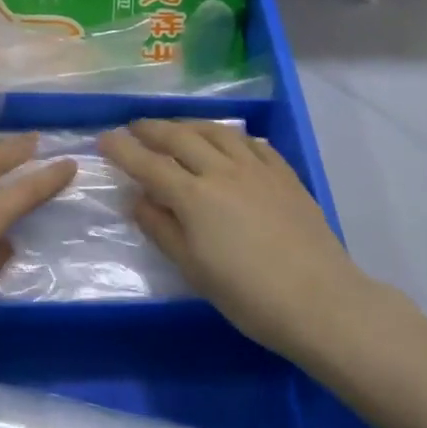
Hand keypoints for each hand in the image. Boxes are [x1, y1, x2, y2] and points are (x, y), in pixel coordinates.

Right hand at [100, 119, 375, 364]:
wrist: (322, 302)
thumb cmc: (250, 297)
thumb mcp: (194, 271)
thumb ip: (162, 230)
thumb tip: (137, 199)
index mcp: (195, 197)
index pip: (149, 164)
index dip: (123, 150)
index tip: (104, 139)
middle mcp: (222, 171)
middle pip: (180, 138)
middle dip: (152, 129)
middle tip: (135, 127)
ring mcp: (257, 168)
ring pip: (217, 131)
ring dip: (190, 125)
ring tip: (177, 127)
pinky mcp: (284, 174)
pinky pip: (252, 143)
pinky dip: (232, 137)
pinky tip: (230, 141)